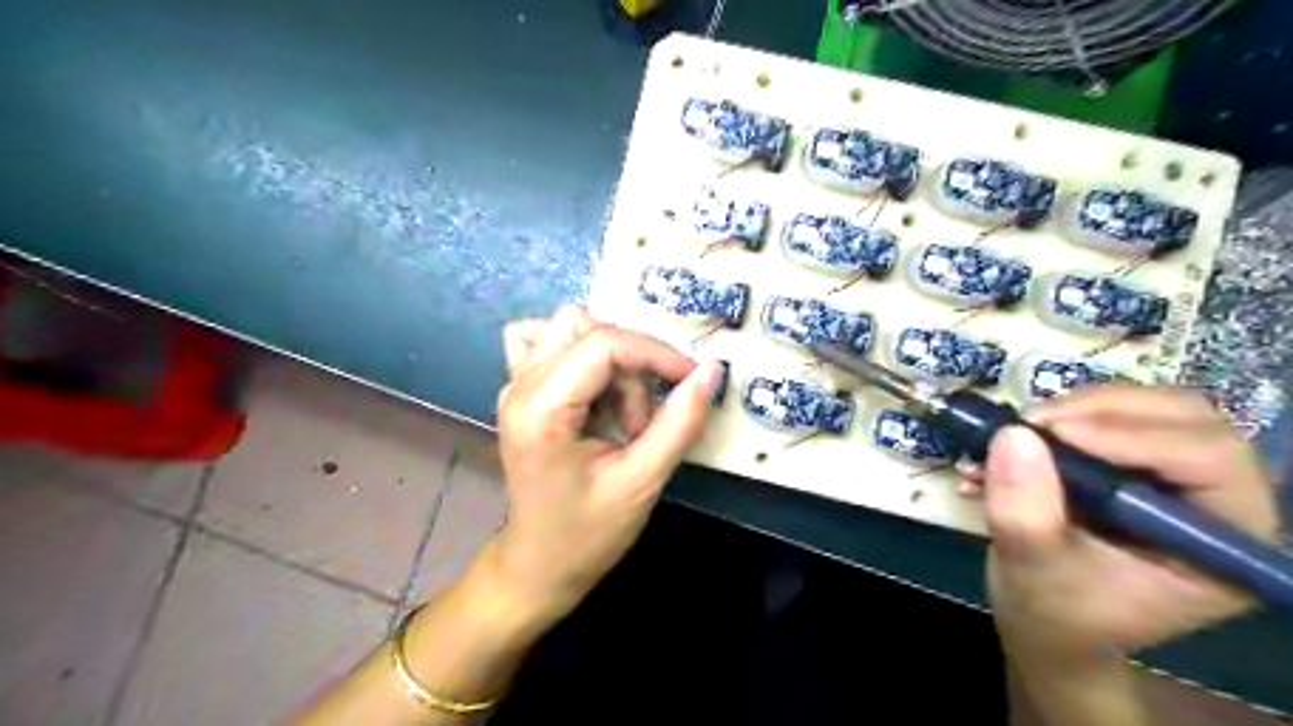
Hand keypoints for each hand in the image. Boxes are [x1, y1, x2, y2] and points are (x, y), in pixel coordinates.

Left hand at [490, 304, 721, 617]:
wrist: (539, 565)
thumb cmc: (587, 533)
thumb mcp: (642, 482)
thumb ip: (679, 423)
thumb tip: (711, 371)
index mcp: (541, 409)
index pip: (603, 343)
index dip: (655, 353)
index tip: (690, 379)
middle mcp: (519, 385)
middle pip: (585, 327)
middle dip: (630, 364)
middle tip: (643, 419)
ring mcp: (514, 384)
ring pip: (569, 328)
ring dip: (609, 362)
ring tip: (619, 415)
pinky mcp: (522, 390)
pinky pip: (547, 342)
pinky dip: (580, 355)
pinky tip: (593, 392)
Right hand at [975, 388, 1276, 659]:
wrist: (1047, 620)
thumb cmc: (1055, 611)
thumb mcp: (1033, 567)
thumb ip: (1024, 510)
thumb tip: (1013, 434)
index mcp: (1224, 542)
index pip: (1209, 460)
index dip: (1133, 435)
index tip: (1051, 432)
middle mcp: (1215, 500)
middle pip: (1185, 418)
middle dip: (1102, 410)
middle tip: (1032, 422)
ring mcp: (1177, 476)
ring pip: (1147, 407)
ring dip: (1077, 408)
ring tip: (1017, 431)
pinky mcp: (1136, 461)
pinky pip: (1110, 414)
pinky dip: (1059, 416)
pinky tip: (1014, 439)